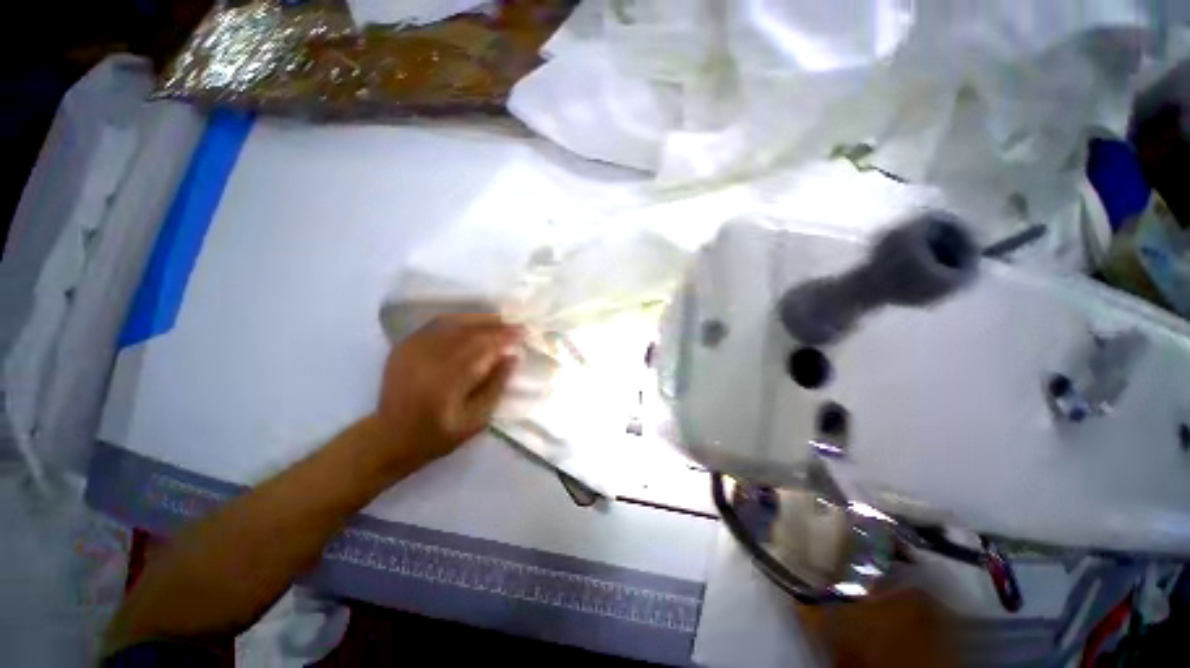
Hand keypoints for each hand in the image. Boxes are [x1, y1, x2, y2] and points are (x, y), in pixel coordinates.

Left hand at [373, 313, 521, 466]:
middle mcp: (428, 360)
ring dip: (479, 320)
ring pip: (452, 324)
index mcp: (447, 382)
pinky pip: (435, 325)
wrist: (389, 439)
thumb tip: (512, 356)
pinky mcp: (404, 347)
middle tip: (515, 325)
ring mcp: (412, 350)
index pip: (482, 348)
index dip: (504, 337)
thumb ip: (496, 386)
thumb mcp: (476, 420)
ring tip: (498, 321)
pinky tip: (472, 323)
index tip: (523, 332)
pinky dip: (458, 321)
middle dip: (495, 326)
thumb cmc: (438, 435)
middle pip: (468, 332)